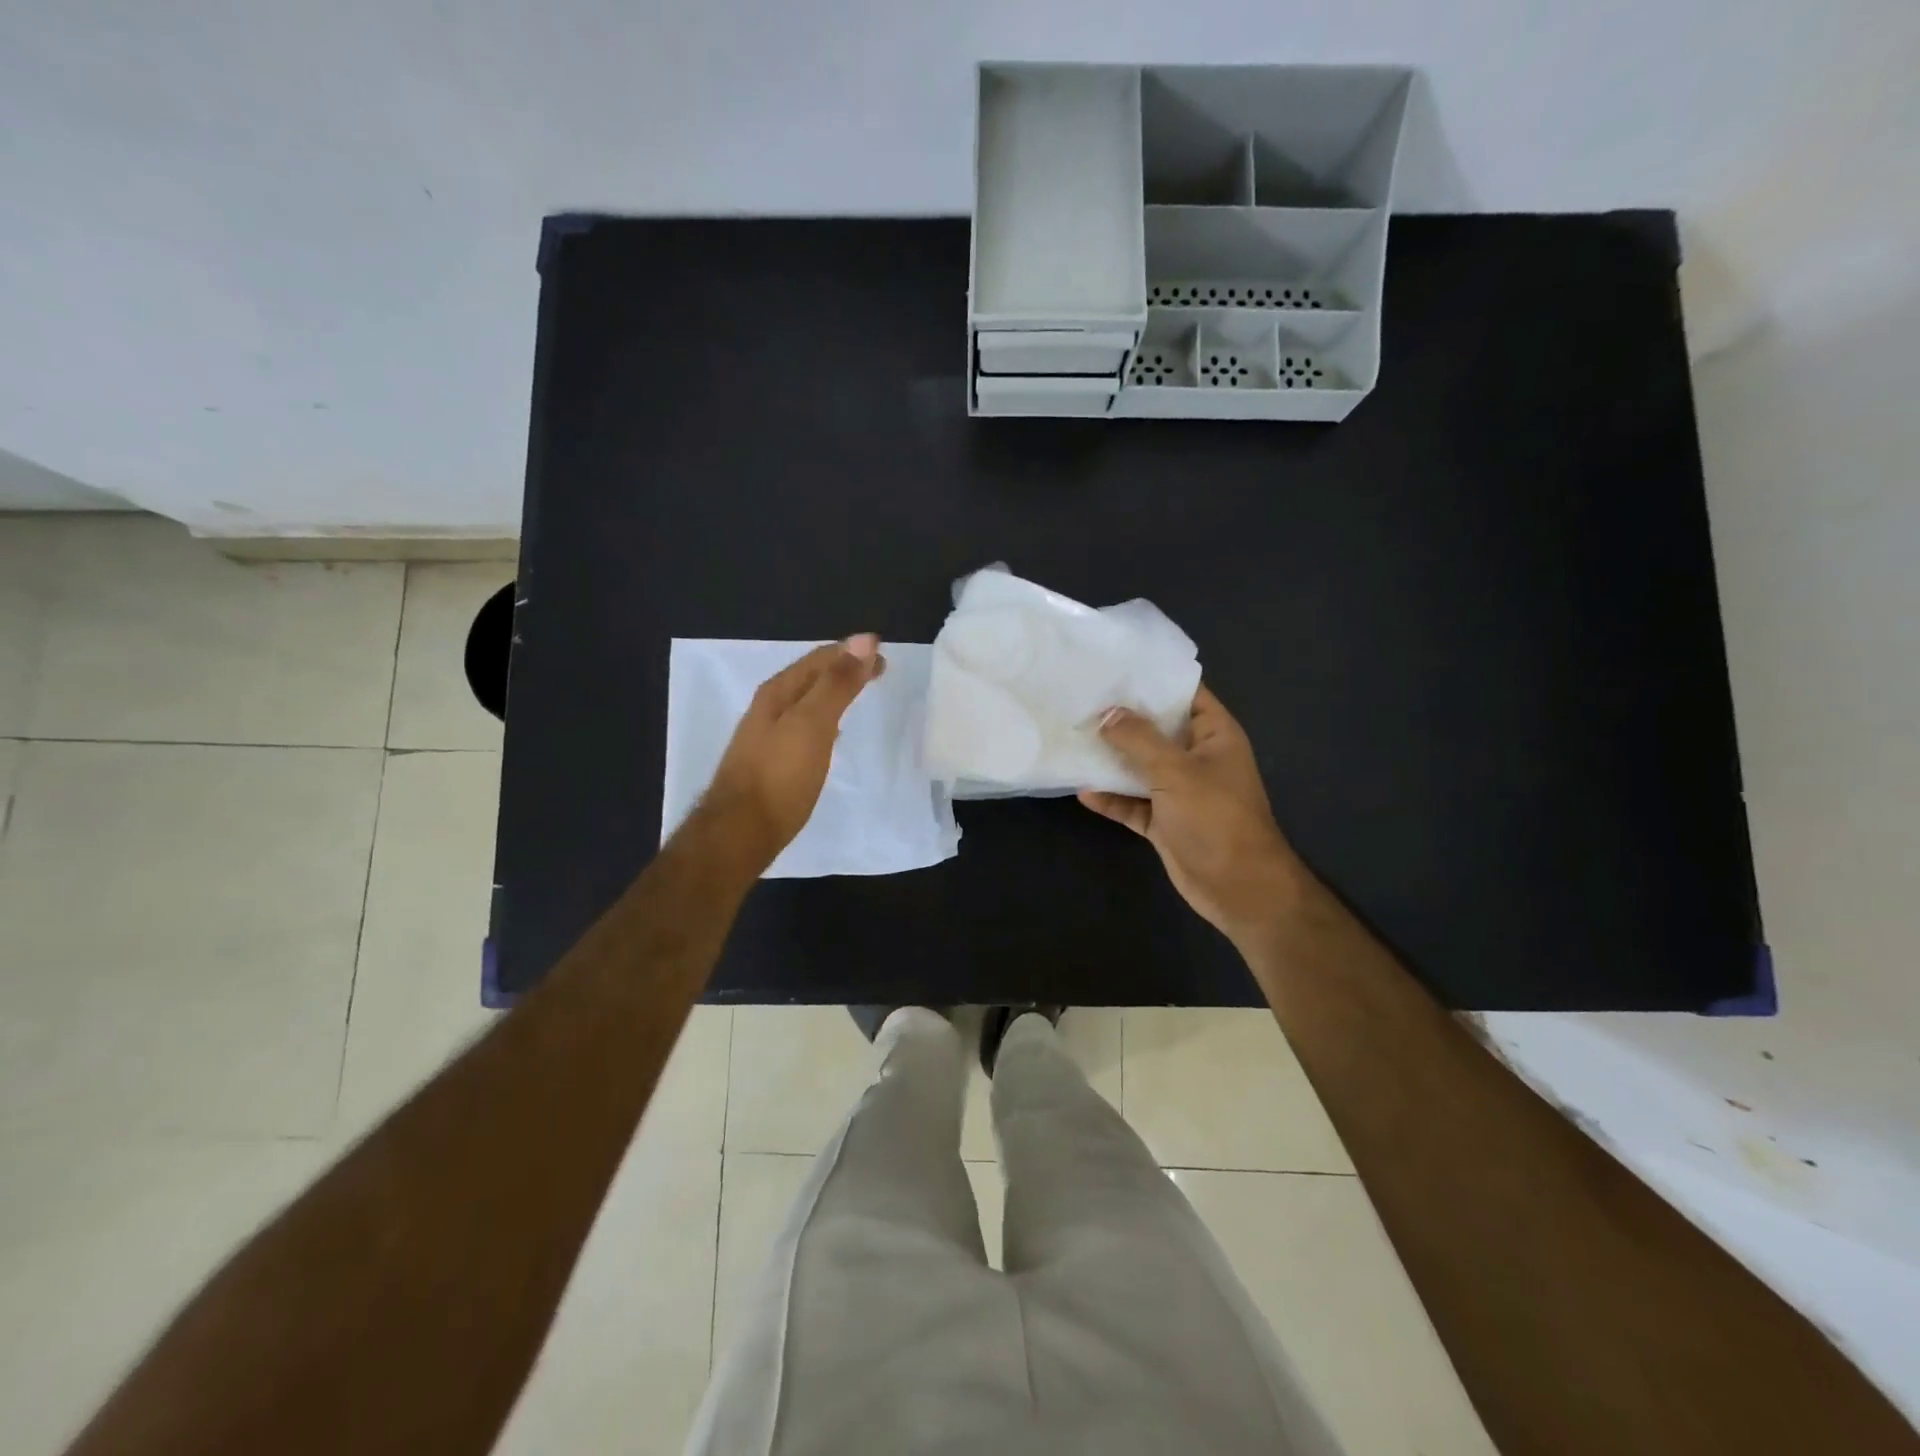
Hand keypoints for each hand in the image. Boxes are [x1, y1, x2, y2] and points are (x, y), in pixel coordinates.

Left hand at [692, 635, 885, 872]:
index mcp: (778, 692)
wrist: (740, 831)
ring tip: (858, 692)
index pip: (819, 659)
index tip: (884, 653)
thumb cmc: (780, 776)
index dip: (852, 652)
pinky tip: (831, 734)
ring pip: (806, 701)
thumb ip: (837, 684)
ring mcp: (767, 735)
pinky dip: (824, 718)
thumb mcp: (813, 724)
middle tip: (878, 669)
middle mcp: (769, 707)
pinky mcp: (771, 761)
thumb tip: (865, 640)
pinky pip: (803, 726)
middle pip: (810, 677)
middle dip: (843, 668)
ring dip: (833, 692)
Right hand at [1079, 686, 1306, 947]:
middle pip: (1156, 730)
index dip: (1152, 679)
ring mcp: (1180, 790)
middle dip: (1122, 718)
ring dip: (1111, 759)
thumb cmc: (1215, 817)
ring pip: (1140, 767)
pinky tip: (1082, 790)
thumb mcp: (1175, 771)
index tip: (1113, 667)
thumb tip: (1107, 713)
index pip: (1184, 693)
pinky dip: (1111, 798)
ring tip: (1073, 739)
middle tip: (1081, 699)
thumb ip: (1139, 740)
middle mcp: (1197, 757)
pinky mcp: (1164, 821)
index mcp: (1213, 734)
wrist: (1238, 886)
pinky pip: (1132, 803)